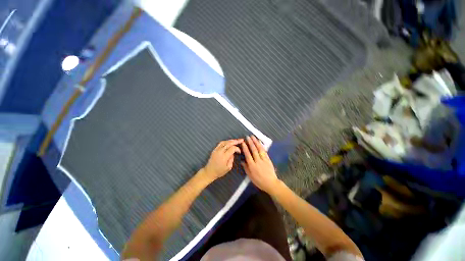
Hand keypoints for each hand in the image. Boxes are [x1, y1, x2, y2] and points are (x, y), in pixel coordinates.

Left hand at [203, 139, 242, 180]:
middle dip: (236, 141)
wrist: (209, 172)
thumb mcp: (228, 168)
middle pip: (229, 143)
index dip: (237, 149)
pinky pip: (220, 143)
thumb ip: (231, 159)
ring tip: (236, 140)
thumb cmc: (219, 171)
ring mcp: (216, 150)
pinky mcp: (214, 149)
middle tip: (241, 140)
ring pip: (224, 142)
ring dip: (231, 140)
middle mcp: (220, 152)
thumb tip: (233, 153)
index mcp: (224, 157)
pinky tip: (229, 142)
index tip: (239, 151)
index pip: (232, 149)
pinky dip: (226, 141)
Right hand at [241, 136, 279, 193]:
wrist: (271, 183)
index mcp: (252, 166)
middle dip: (250, 143)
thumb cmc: (259, 181)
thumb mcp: (250, 176)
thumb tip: (242, 161)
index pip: (248, 155)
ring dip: (256, 142)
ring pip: (259, 149)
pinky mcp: (268, 159)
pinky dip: (262, 146)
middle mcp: (258, 161)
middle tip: (247, 137)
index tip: (243, 142)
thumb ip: (246, 168)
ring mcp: (264, 160)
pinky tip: (260, 142)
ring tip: (253, 137)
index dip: (245, 148)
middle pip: (254, 150)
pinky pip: (264, 151)